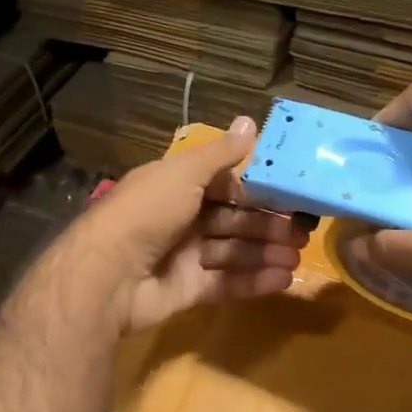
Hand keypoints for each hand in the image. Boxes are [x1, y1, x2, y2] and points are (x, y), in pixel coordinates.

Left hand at [65, 116, 308, 334]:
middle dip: (267, 225)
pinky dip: (253, 280)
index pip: (225, 186)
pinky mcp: (188, 290)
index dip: (256, 192)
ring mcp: (184, 256)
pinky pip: (226, 282)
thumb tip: (251, 121)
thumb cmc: (148, 212)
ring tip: (297, 257)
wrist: (108, 273)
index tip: (290, 196)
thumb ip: (221, 154)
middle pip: (233, 220)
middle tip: (302, 233)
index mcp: (177, 186)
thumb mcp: (185, 173)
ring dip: (265, 253)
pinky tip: (283, 279)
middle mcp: (181, 219)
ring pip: (233, 252)